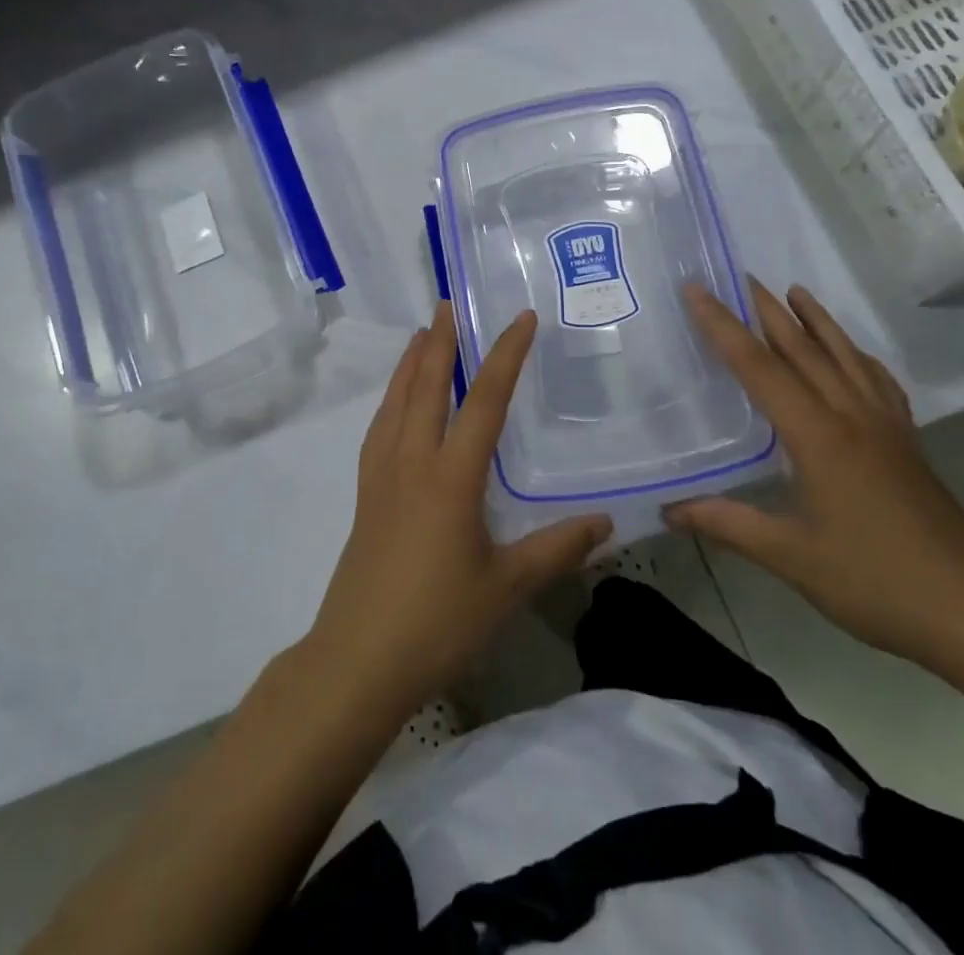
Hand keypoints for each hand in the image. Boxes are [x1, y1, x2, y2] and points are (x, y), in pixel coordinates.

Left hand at [304, 303, 612, 715]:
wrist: (358, 660)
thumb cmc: (437, 622)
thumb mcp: (507, 588)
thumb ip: (557, 549)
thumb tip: (606, 522)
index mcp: (451, 476)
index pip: (483, 400)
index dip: (504, 355)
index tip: (520, 318)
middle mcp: (412, 462)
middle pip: (426, 386)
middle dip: (440, 341)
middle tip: (448, 303)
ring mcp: (382, 476)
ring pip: (396, 402)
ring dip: (409, 363)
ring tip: (420, 335)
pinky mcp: (366, 496)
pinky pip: (379, 429)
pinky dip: (391, 400)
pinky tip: (396, 404)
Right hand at [666, 279, 963, 671]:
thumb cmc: (876, 581)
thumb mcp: (791, 557)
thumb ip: (727, 524)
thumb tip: (669, 510)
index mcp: (817, 435)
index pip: (758, 367)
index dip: (723, 327)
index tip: (698, 290)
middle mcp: (851, 416)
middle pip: (803, 349)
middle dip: (769, 311)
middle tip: (742, 277)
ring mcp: (886, 427)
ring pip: (845, 357)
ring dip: (817, 321)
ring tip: (796, 291)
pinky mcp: (907, 444)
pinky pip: (878, 382)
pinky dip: (858, 356)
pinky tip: (853, 355)